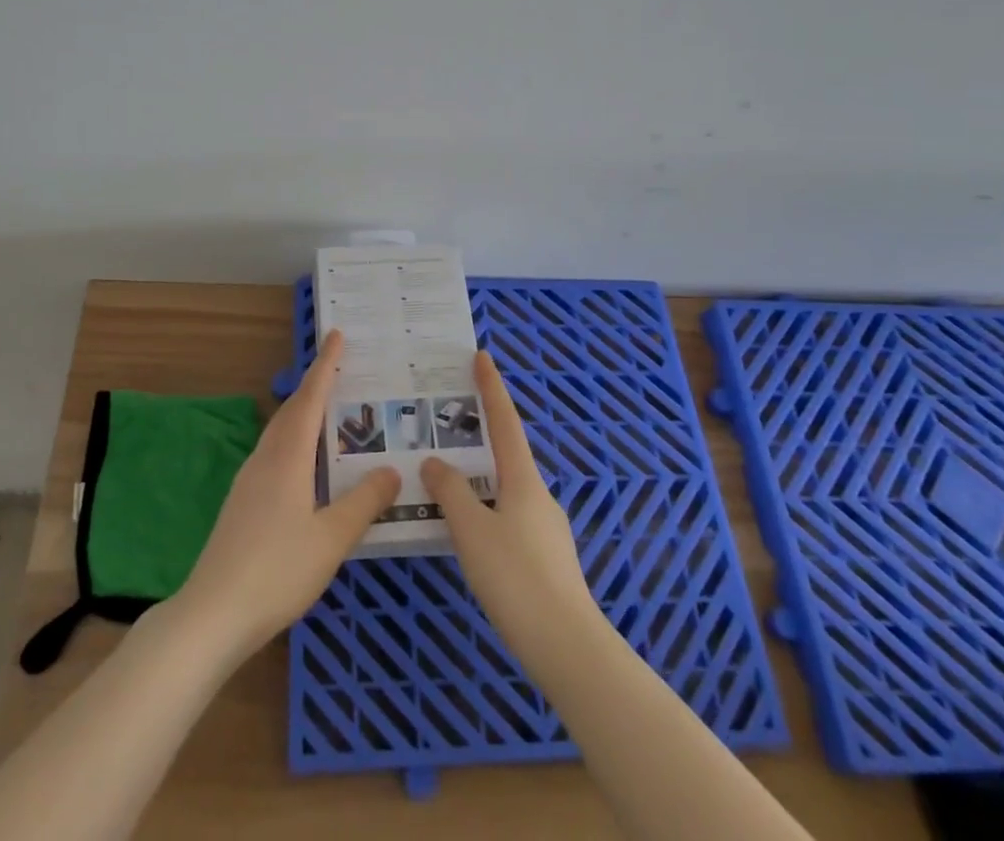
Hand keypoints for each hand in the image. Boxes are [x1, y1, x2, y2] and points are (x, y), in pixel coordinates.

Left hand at [175, 330, 400, 660]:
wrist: (212, 613)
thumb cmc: (277, 570)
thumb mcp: (331, 538)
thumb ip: (364, 502)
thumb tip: (392, 469)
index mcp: (288, 458)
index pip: (310, 399)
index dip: (325, 366)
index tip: (336, 335)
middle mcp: (266, 459)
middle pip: (292, 410)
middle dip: (315, 385)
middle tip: (339, 368)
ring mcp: (249, 480)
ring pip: (280, 432)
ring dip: (303, 413)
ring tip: (328, 411)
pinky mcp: (242, 502)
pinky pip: (274, 453)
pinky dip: (294, 440)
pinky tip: (305, 464)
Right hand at [422, 352, 599, 656]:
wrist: (568, 647)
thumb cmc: (516, 578)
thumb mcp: (473, 531)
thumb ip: (452, 492)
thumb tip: (436, 461)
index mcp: (523, 480)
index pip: (505, 421)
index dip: (492, 388)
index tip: (482, 356)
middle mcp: (538, 496)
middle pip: (506, 454)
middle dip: (480, 435)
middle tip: (447, 423)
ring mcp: (546, 528)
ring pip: (506, 489)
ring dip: (480, 477)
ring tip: (446, 480)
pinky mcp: (545, 559)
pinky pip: (509, 517)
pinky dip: (486, 509)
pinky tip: (468, 531)